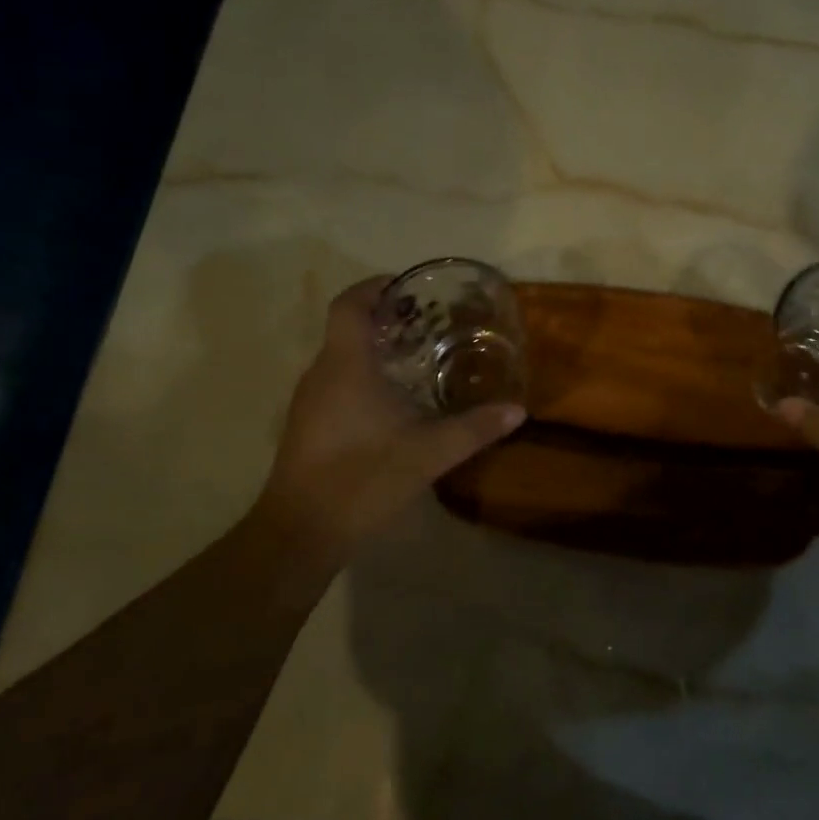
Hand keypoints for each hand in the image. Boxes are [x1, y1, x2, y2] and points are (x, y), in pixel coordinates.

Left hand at [256, 276, 525, 556]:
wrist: (301, 532)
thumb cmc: (362, 479)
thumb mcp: (428, 454)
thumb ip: (474, 428)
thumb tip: (518, 410)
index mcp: (346, 365)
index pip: (349, 304)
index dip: (375, 287)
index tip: (409, 289)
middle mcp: (322, 373)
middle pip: (347, 327)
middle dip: (385, 319)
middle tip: (429, 324)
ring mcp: (309, 400)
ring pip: (341, 356)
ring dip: (374, 349)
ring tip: (418, 358)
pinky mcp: (307, 424)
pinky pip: (336, 381)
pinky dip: (363, 375)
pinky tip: (393, 402)